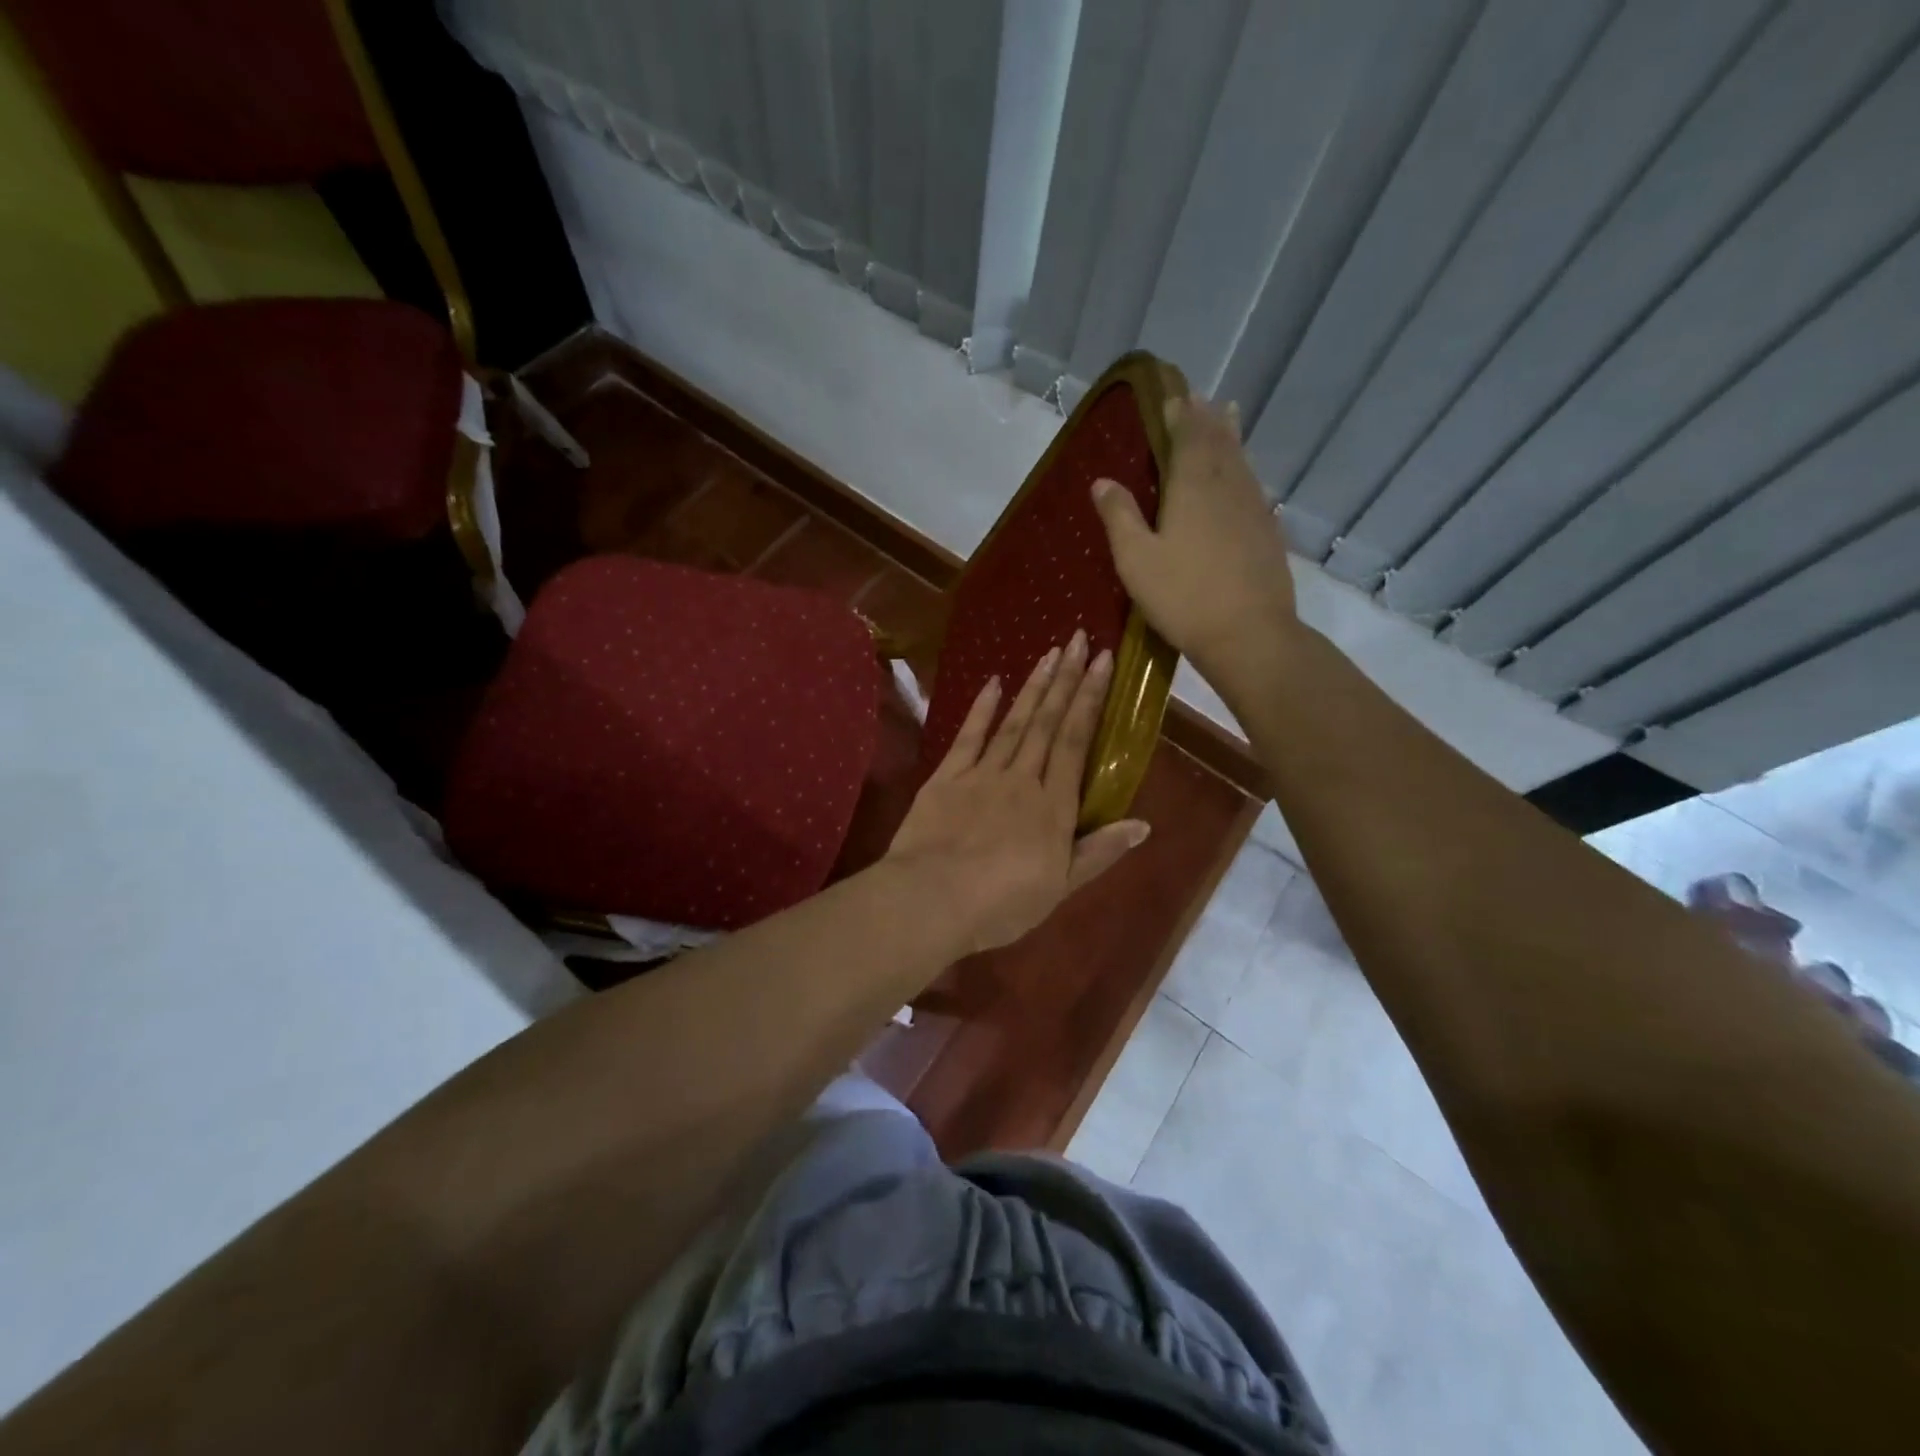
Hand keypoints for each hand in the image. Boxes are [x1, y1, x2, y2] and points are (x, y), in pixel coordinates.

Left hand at [885, 631, 1149, 955]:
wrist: (931, 899)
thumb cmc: (1001, 903)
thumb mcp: (1060, 887)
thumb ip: (1100, 851)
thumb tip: (1143, 824)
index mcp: (1053, 805)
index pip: (1076, 741)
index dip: (1089, 699)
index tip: (1101, 662)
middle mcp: (1021, 778)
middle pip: (1047, 722)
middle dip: (1065, 680)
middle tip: (1077, 639)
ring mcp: (981, 774)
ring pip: (1013, 723)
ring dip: (1033, 687)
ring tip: (1048, 654)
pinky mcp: (946, 778)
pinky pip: (968, 737)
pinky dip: (982, 709)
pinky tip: (993, 683)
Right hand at [1090, 395, 1298, 674]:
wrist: (1248, 634)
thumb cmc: (1183, 597)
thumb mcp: (1136, 560)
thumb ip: (1119, 517)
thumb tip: (1102, 481)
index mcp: (1193, 487)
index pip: (1188, 437)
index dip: (1181, 416)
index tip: (1174, 397)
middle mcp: (1228, 487)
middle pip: (1220, 442)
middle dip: (1208, 418)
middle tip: (1200, 399)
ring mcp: (1254, 509)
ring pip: (1242, 461)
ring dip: (1231, 436)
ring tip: (1228, 416)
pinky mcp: (1267, 533)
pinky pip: (1254, 486)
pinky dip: (1245, 469)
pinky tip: (1244, 477)